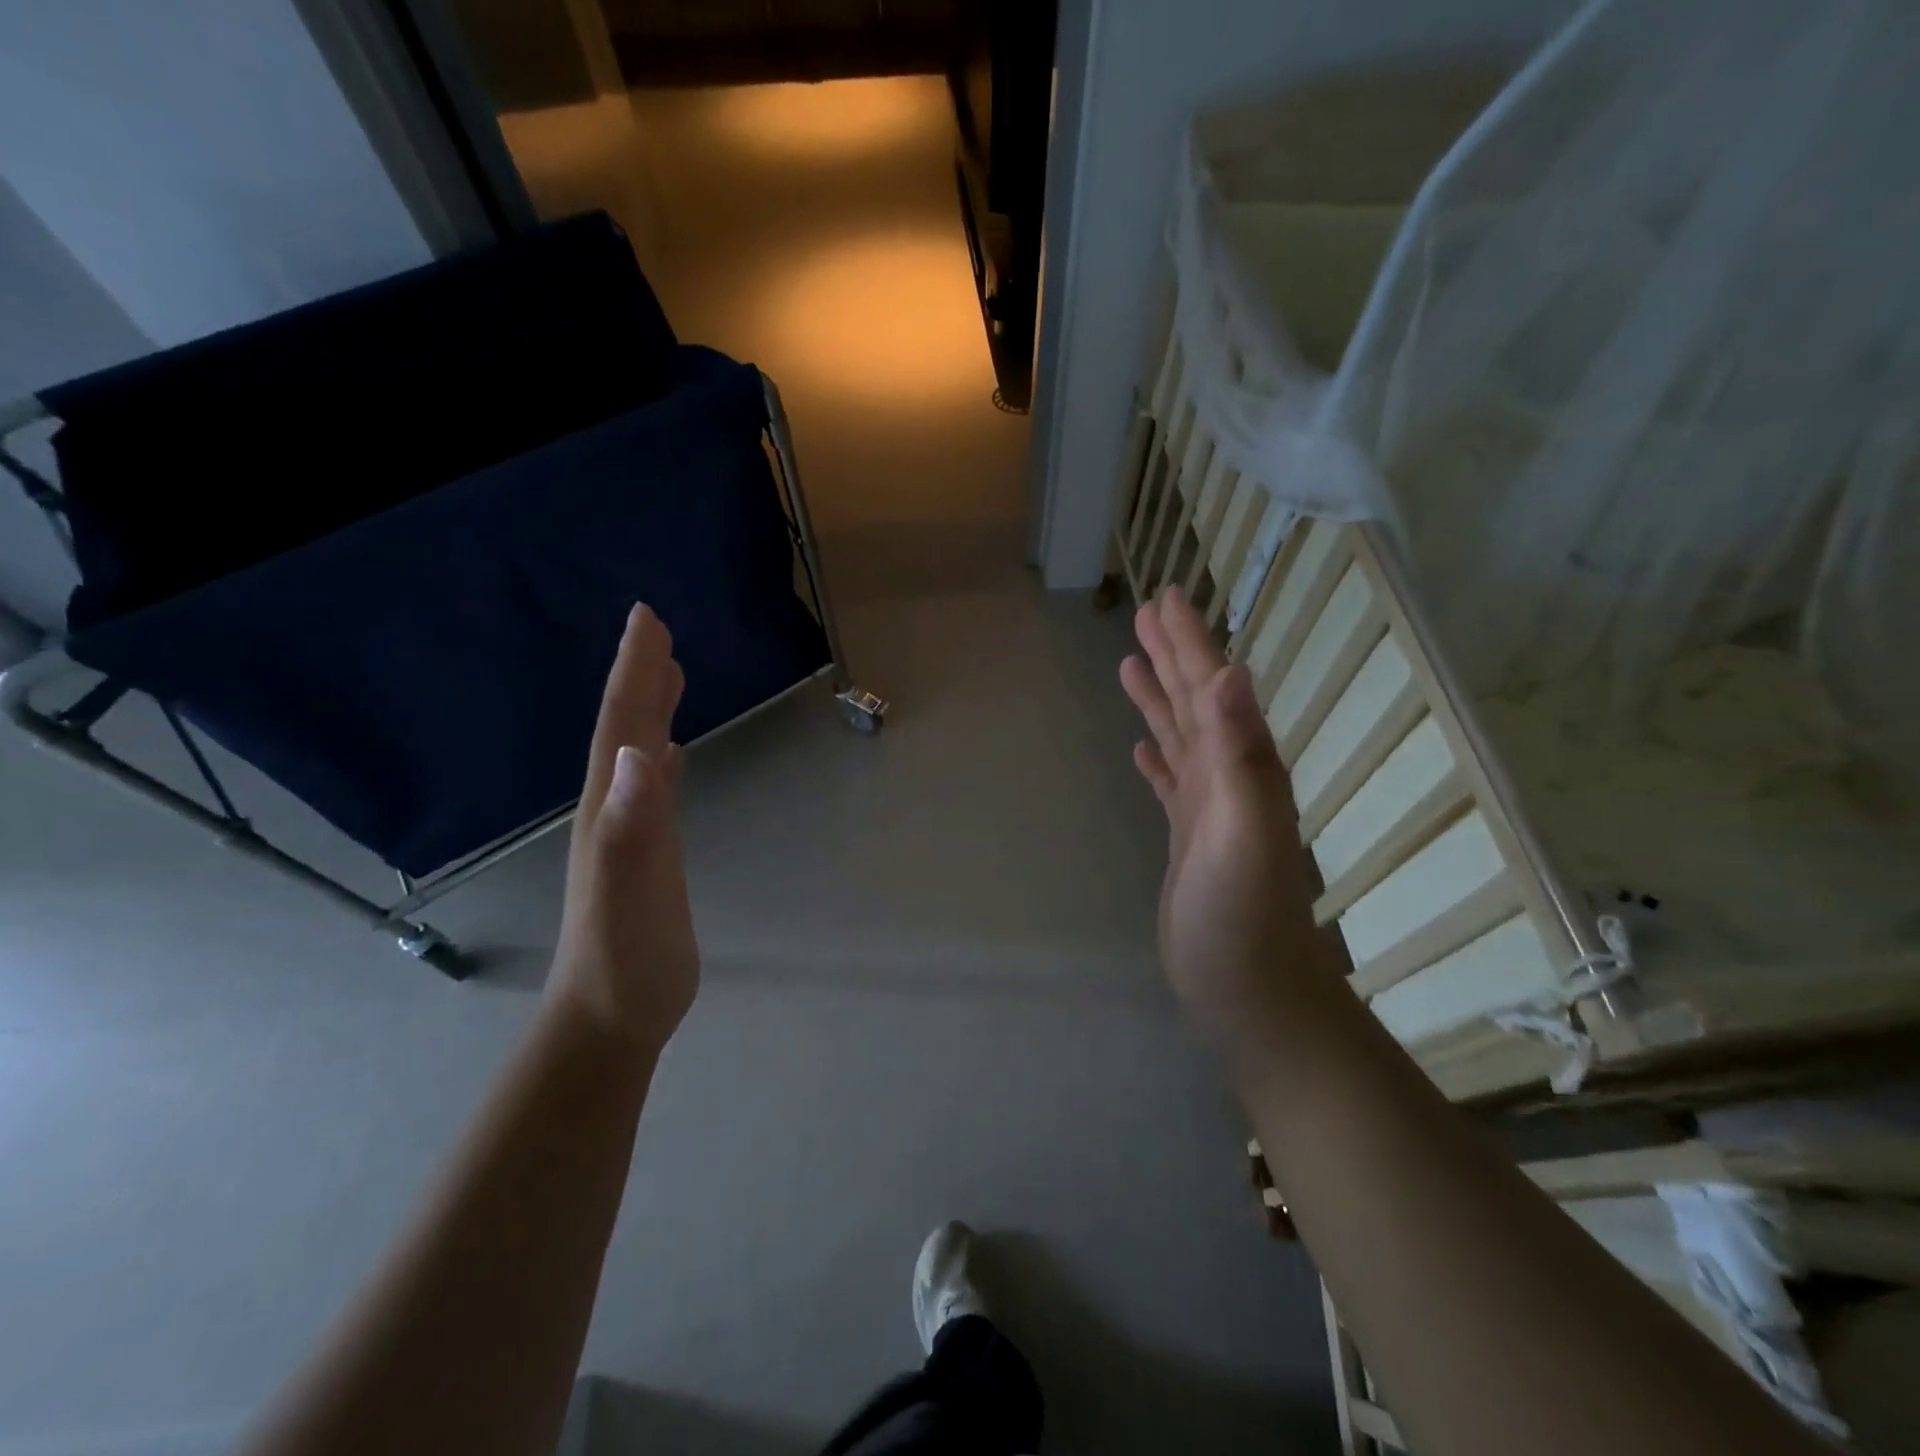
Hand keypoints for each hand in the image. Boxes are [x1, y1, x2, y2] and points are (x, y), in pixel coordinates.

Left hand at [548, 605, 699, 1053]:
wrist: (612, 1018)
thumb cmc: (625, 958)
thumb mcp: (629, 889)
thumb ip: (633, 822)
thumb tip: (643, 750)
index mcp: (611, 806)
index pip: (623, 724)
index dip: (635, 670)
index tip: (648, 619)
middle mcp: (616, 809)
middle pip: (628, 729)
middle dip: (641, 676)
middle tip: (657, 630)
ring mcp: (632, 832)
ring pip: (640, 753)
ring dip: (652, 710)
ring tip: (669, 674)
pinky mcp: (651, 854)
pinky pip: (656, 789)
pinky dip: (663, 760)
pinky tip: (672, 753)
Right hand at [1119, 588, 1322, 1040]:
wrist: (1251, 993)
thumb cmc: (1244, 916)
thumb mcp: (1243, 830)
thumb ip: (1239, 754)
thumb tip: (1231, 672)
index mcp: (1242, 766)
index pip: (1212, 688)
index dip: (1190, 642)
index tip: (1166, 599)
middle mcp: (1229, 777)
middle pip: (1196, 702)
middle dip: (1173, 655)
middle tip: (1146, 613)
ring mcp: (1208, 809)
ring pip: (1181, 737)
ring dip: (1159, 699)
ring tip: (1130, 666)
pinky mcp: (1189, 839)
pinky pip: (1170, 783)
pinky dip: (1157, 759)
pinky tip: (1142, 749)